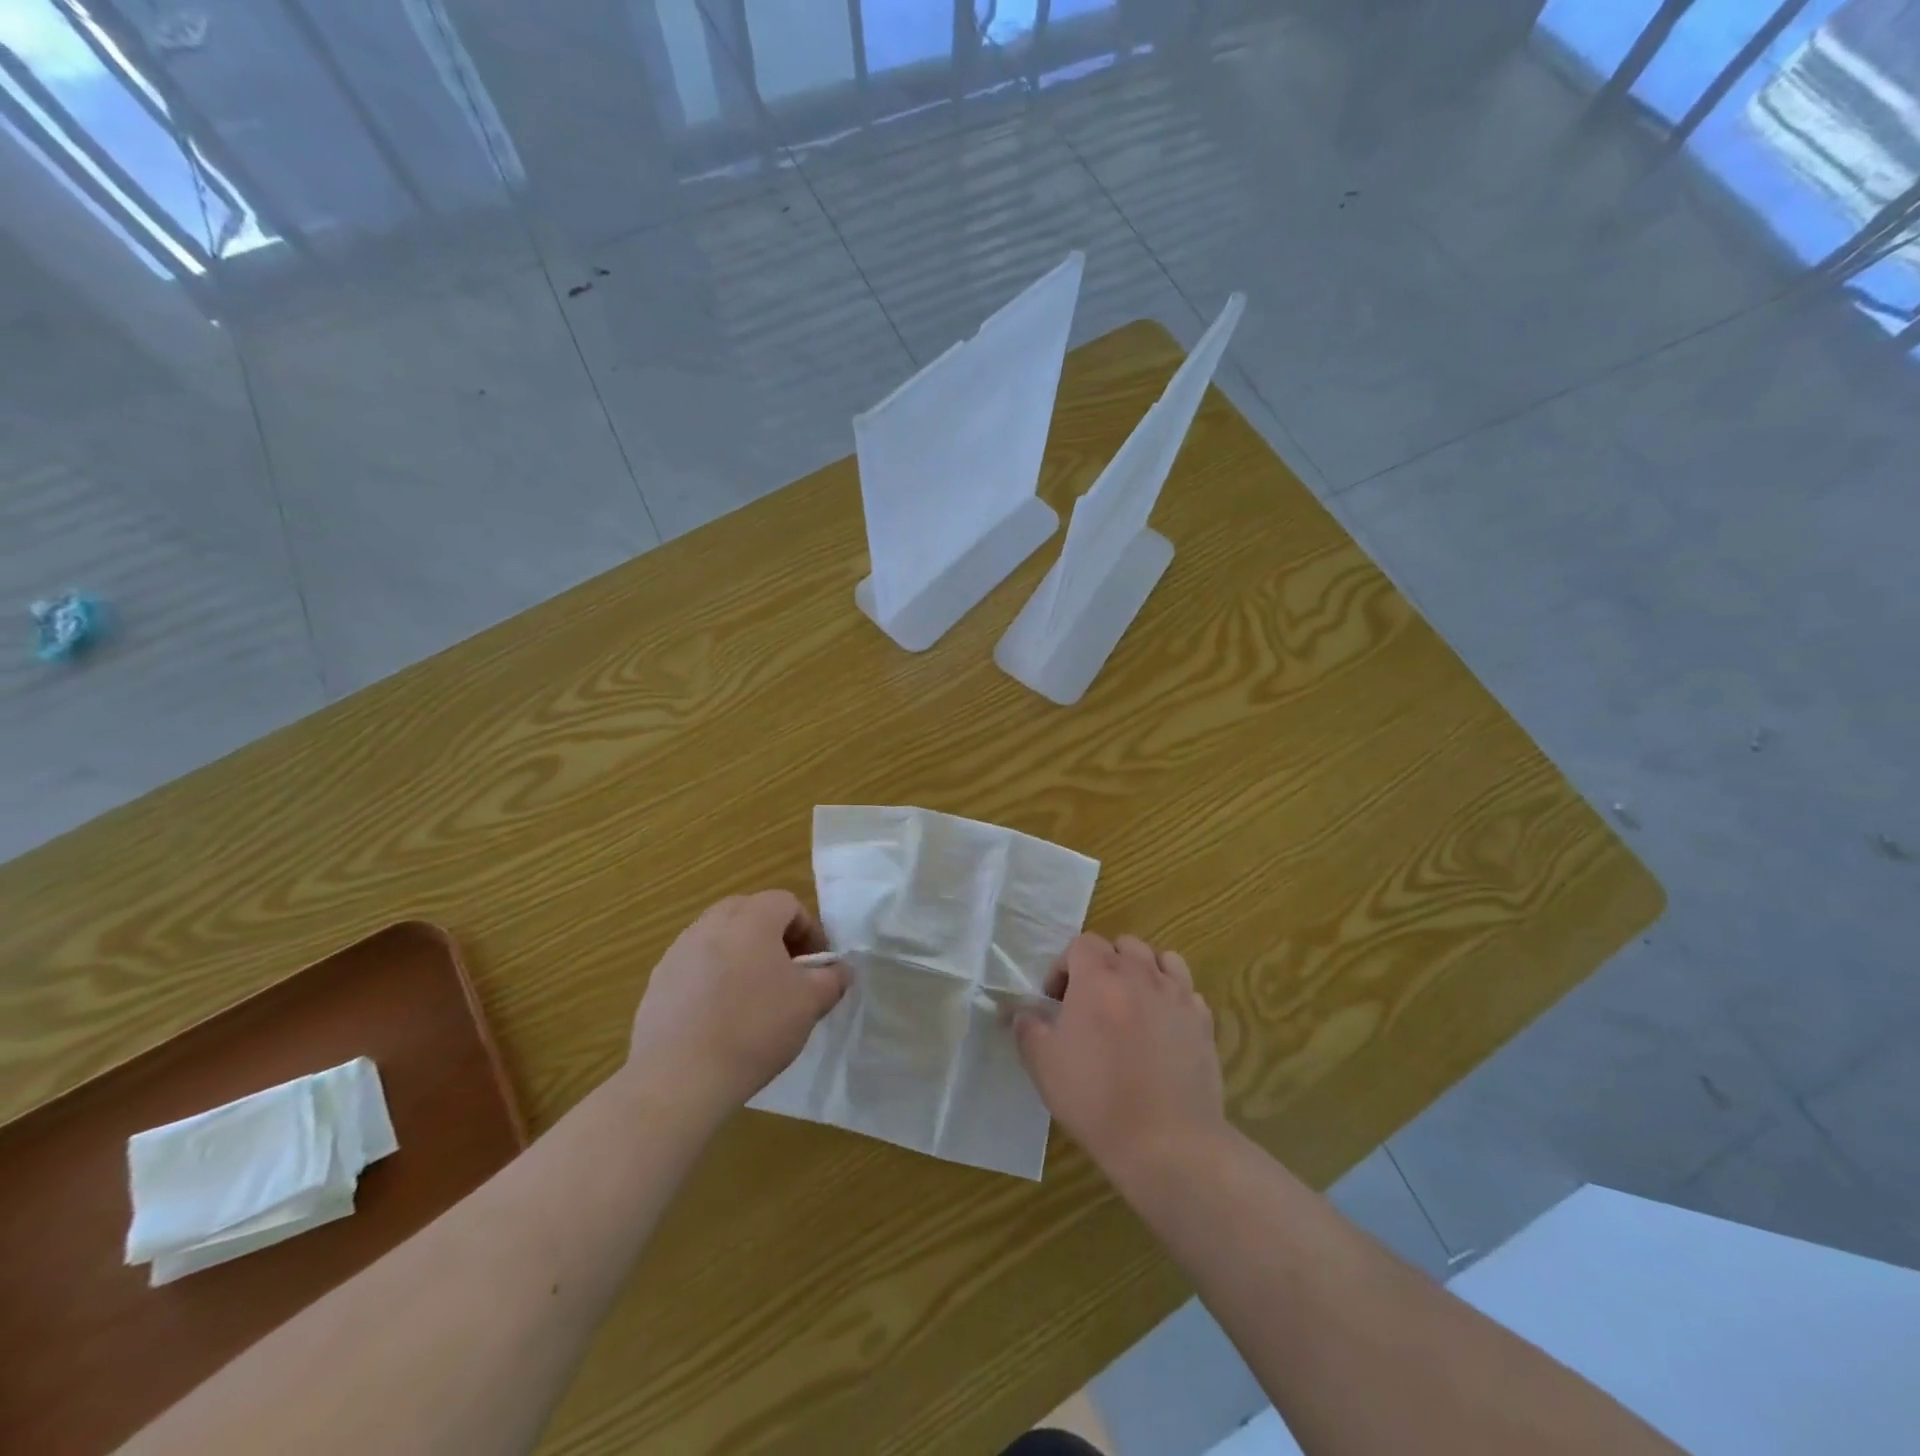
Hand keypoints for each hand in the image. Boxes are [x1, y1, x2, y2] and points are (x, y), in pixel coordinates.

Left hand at [626, 891, 848, 1115]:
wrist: (678, 1077)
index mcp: (751, 918)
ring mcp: (678, 951)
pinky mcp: (657, 981)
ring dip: (741, 956)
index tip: (816, 966)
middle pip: (750, 913)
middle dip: (773, 938)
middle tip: (787, 974)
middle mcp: (711, 923)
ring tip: (752, 998)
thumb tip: (839, 970)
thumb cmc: (754, 1029)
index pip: (787, 903)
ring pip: (720, 939)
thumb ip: (832, 979)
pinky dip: (712, 980)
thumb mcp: (810, 1004)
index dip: (809, 931)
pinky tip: (719, 1019)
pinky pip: (695, 966)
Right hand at [1014, 933, 1225, 1178]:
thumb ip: (1027, 1028)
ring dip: (1143, 971)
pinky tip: (1162, 1026)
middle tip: (1091, 1000)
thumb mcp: (1043, 1065)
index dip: (1064, 966)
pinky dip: (1172, 996)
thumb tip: (1021, 1012)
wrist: (1166, 1141)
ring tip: (1131, 1003)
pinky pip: (1186, 990)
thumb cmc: (1096, 1099)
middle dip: (1104, 964)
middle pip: (1123, 945)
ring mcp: (1177, 995)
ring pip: (1161, 959)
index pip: (1081, 943)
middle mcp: (1140, 975)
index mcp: (1098, 977)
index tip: (1056, 1000)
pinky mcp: (1203, 1021)